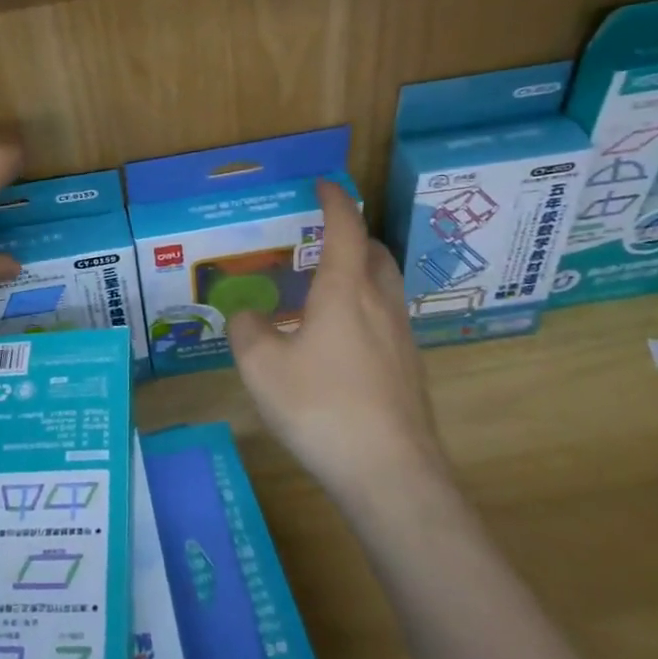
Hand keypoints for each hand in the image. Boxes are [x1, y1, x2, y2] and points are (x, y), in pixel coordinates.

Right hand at [227, 179, 442, 503]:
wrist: (391, 474)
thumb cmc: (321, 407)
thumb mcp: (261, 366)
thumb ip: (247, 330)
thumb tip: (249, 316)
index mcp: (345, 290)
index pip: (345, 228)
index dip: (334, 200)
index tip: (323, 184)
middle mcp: (380, 303)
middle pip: (376, 253)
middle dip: (353, 236)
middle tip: (322, 242)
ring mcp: (402, 338)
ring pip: (385, 287)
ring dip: (361, 274)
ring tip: (326, 292)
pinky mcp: (409, 370)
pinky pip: (387, 320)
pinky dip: (365, 310)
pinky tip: (340, 343)